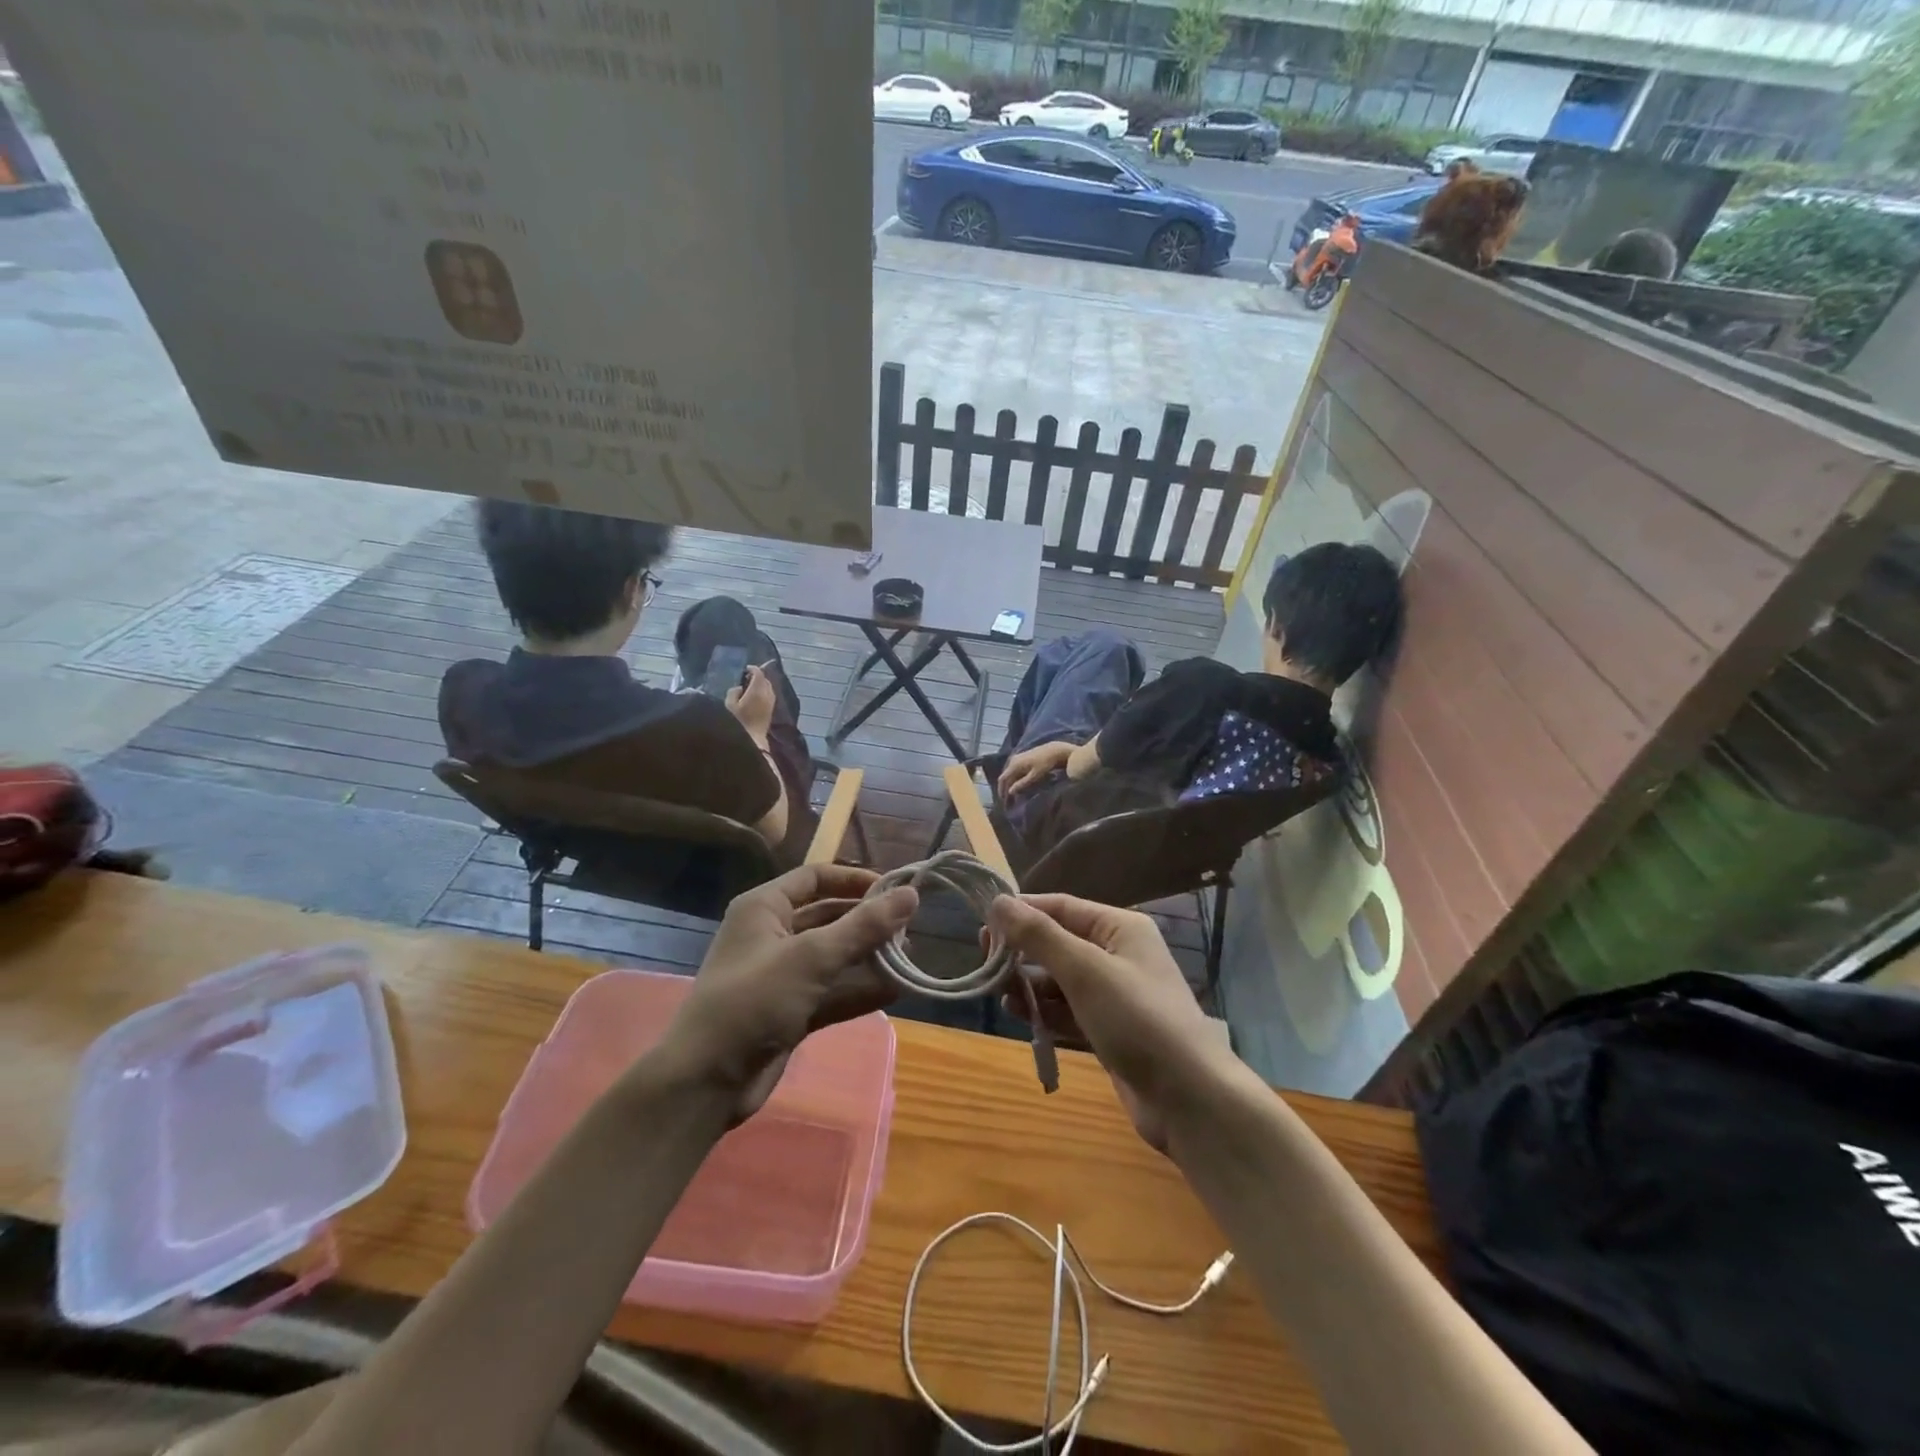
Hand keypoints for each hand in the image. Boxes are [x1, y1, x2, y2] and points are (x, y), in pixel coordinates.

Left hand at [667, 865, 917, 1120]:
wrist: (706, 1082)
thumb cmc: (754, 1001)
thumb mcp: (812, 957)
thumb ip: (864, 926)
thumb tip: (911, 894)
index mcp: (765, 908)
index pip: (816, 878)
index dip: (855, 880)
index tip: (896, 891)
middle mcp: (772, 934)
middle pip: (829, 917)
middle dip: (868, 923)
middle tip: (910, 930)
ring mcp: (782, 976)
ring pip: (834, 957)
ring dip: (869, 958)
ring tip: (909, 960)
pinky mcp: (791, 1011)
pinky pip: (832, 991)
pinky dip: (860, 990)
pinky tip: (896, 990)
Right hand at [725, 664, 775, 739]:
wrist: (752, 738)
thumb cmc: (738, 721)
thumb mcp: (729, 704)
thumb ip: (733, 692)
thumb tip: (740, 688)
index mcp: (757, 690)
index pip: (758, 673)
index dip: (752, 669)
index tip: (745, 669)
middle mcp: (767, 693)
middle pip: (765, 679)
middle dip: (757, 676)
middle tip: (747, 678)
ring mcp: (771, 702)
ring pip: (768, 687)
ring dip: (761, 685)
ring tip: (751, 688)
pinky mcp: (772, 709)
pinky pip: (769, 695)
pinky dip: (764, 692)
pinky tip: (755, 698)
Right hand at [988, 894, 1227, 1152]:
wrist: (1190, 1099)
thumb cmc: (1137, 1020)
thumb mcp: (1085, 971)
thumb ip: (1039, 936)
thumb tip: (998, 902)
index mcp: (1120, 928)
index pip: (1061, 907)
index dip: (1022, 913)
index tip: (982, 928)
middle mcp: (1118, 954)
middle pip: (1058, 942)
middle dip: (1022, 952)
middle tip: (987, 965)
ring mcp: (1114, 994)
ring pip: (1059, 979)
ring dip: (1029, 985)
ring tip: (1003, 996)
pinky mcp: (1109, 1030)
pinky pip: (1068, 1010)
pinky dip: (1045, 1011)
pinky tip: (1022, 1017)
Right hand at [998, 741, 1073, 800]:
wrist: (1055, 750)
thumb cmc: (1046, 764)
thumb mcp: (1035, 775)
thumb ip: (1022, 784)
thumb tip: (1010, 792)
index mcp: (1014, 765)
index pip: (1003, 779)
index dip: (1001, 790)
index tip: (1003, 800)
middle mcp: (1013, 760)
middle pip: (1005, 776)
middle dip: (1006, 788)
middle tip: (1008, 800)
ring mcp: (1017, 757)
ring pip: (1010, 773)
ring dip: (1010, 783)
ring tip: (1013, 794)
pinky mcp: (1023, 757)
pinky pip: (1015, 770)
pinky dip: (1015, 778)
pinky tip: (1019, 784)